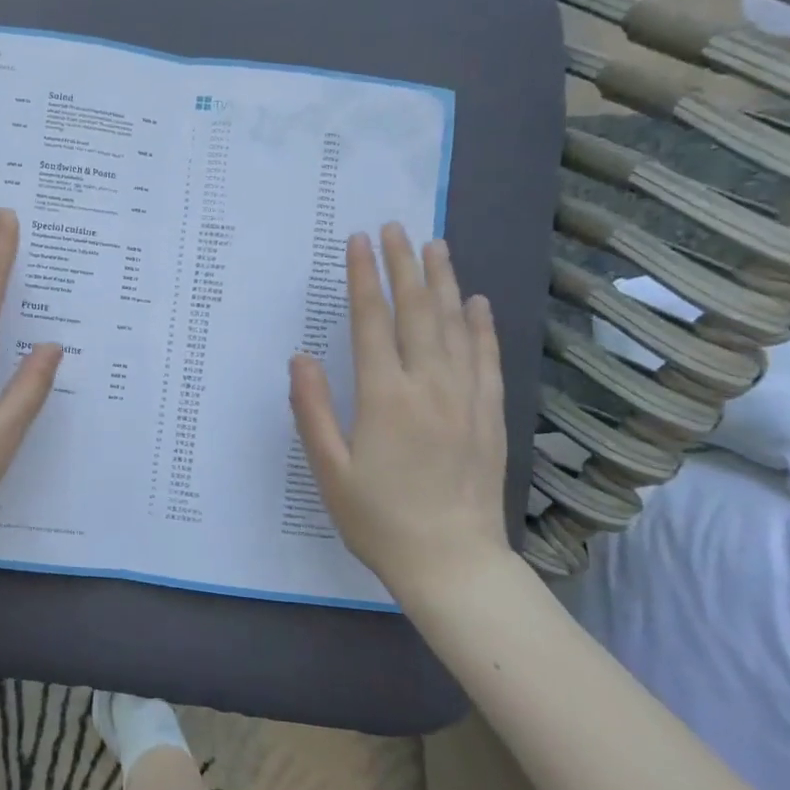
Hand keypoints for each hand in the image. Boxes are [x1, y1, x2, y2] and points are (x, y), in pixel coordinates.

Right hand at [289, 227, 511, 604]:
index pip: (372, 321)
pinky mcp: (490, 414)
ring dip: (442, 282)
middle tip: (394, 227)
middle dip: (403, 265)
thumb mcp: (330, 471)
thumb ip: (312, 410)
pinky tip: (476, 302)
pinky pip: (487, 358)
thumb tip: (300, 358)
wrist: (453, 563)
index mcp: (384, 397)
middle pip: (415, 311)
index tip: (357, 242)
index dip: (363, 278)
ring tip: (434, 245)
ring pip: (454, 326)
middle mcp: (429, 386)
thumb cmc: (379, 519)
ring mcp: (465, 398)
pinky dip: (480, 325)